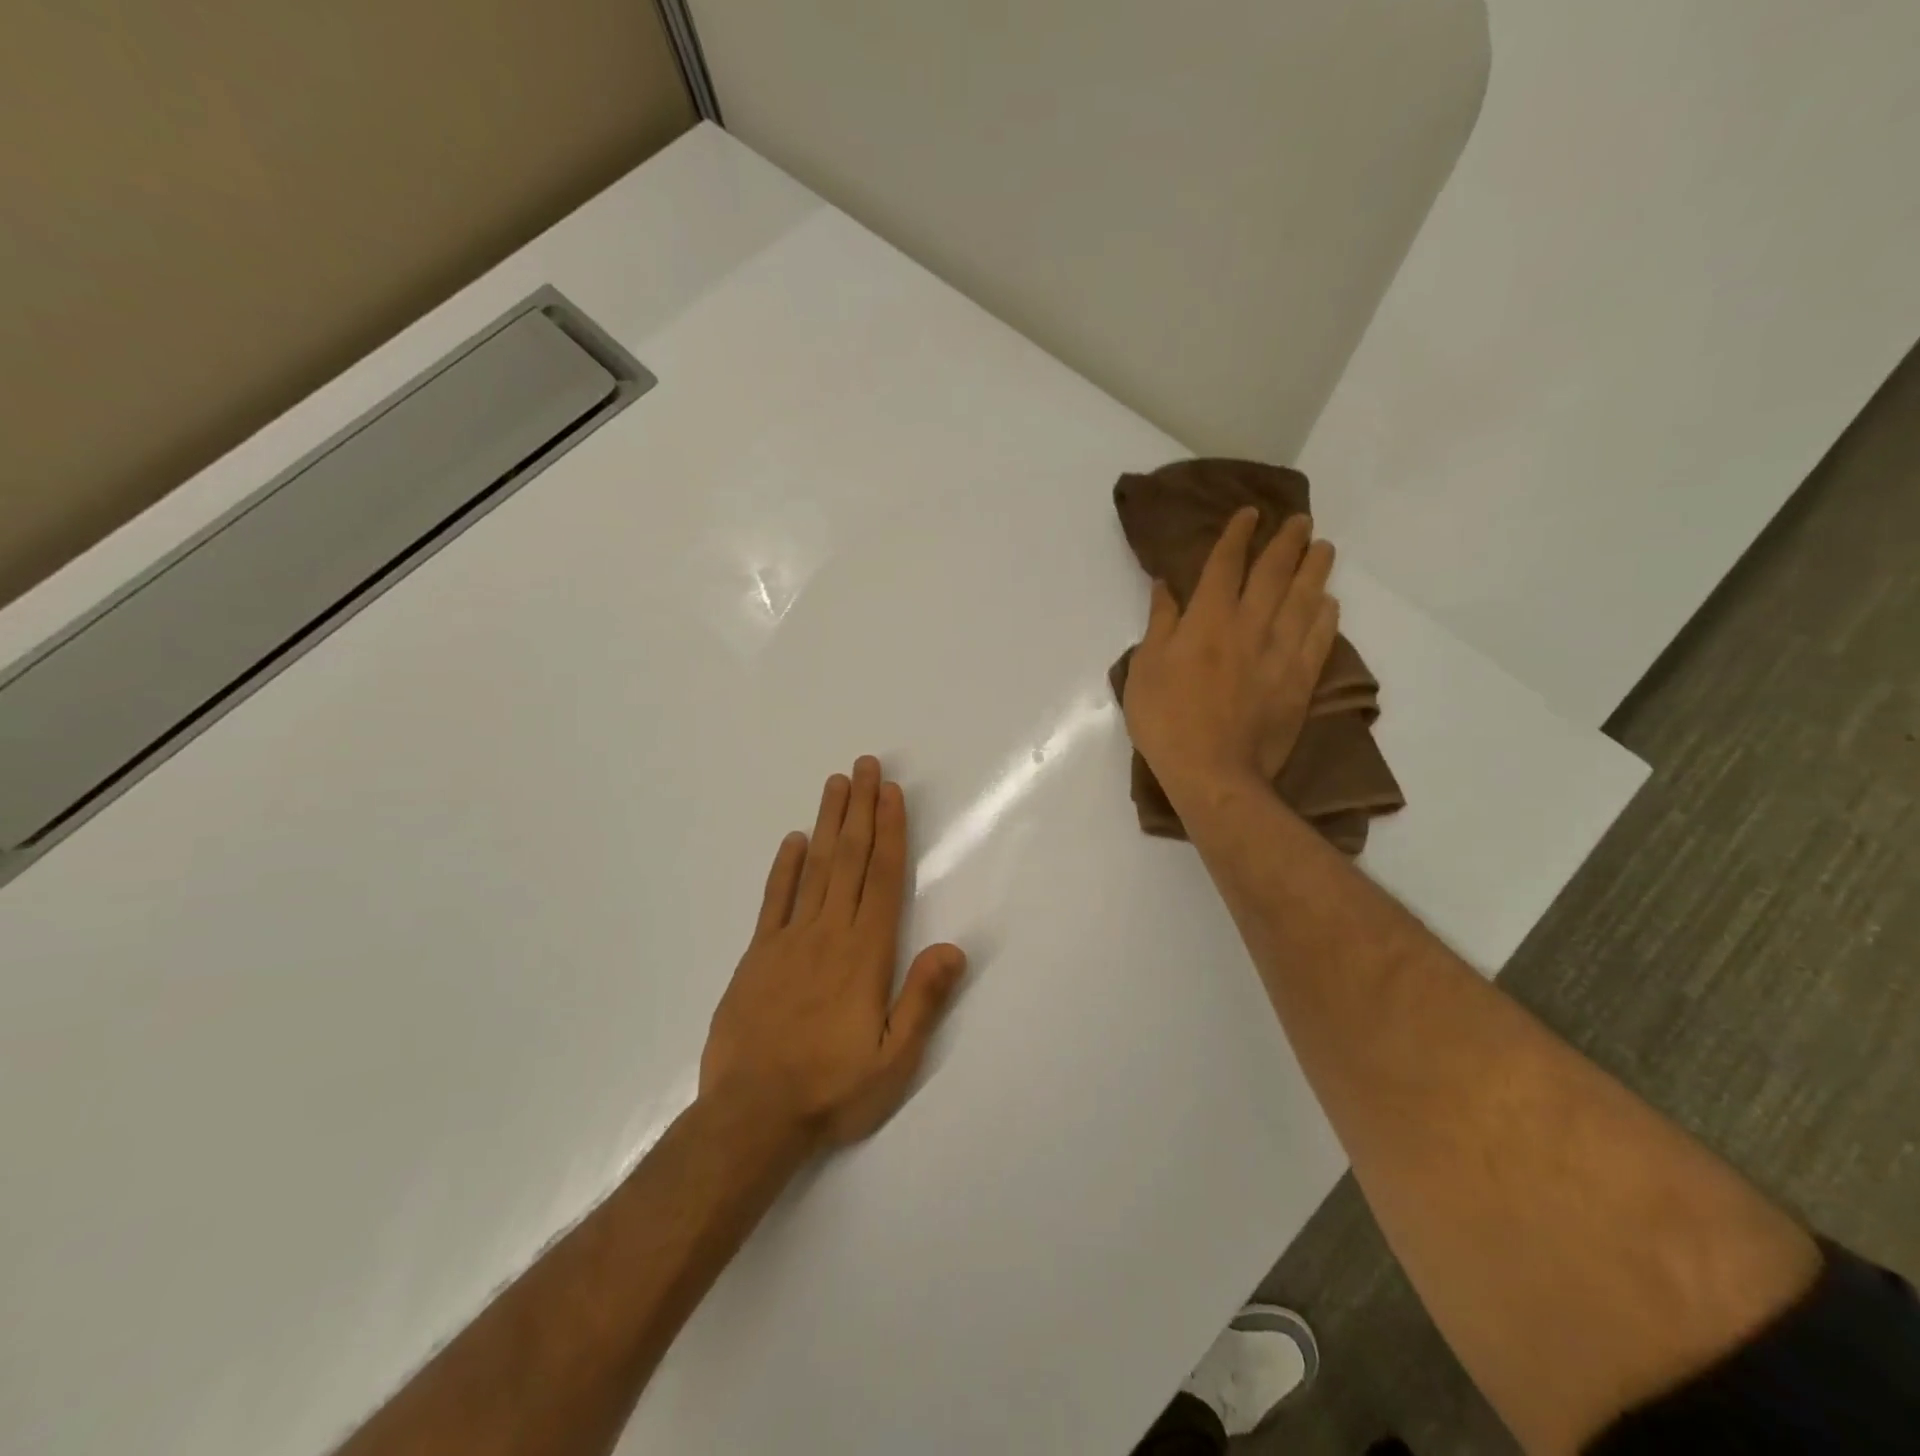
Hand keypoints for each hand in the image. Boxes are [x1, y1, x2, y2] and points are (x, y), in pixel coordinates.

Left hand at [699, 757, 967, 1150]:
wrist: (751, 1116)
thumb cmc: (831, 1090)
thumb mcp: (893, 1059)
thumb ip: (923, 1000)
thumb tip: (955, 947)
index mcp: (866, 954)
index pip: (884, 878)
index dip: (890, 831)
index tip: (891, 792)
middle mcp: (829, 934)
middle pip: (850, 859)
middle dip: (861, 809)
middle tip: (865, 764)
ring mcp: (789, 940)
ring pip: (815, 868)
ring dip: (828, 823)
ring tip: (836, 784)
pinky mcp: (757, 955)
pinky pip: (774, 900)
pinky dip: (785, 867)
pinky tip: (793, 840)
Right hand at [1122, 509, 1338, 808]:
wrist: (1213, 772)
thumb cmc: (1166, 721)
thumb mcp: (1145, 669)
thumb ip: (1159, 624)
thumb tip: (1165, 587)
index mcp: (1207, 621)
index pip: (1226, 565)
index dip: (1237, 536)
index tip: (1249, 514)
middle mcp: (1249, 626)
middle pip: (1274, 574)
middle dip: (1286, 542)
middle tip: (1300, 521)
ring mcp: (1280, 653)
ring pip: (1304, 599)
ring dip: (1315, 570)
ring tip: (1324, 548)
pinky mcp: (1299, 681)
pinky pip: (1320, 638)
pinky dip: (1327, 616)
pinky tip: (1330, 602)